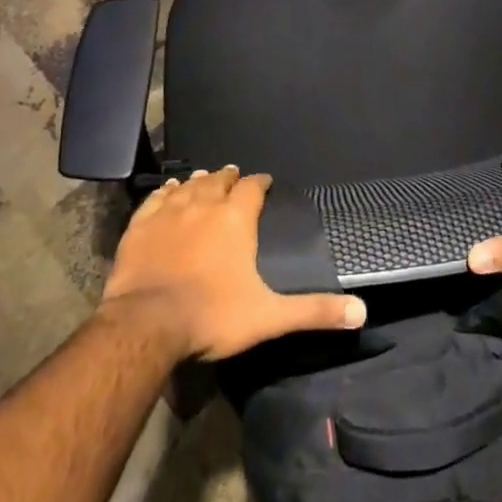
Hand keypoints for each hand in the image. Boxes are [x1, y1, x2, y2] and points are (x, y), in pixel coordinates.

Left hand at [99, 166, 366, 360]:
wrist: (146, 325)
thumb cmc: (212, 316)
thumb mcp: (269, 316)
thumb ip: (314, 311)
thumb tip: (361, 313)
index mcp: (236, 219)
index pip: (253, 187)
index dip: (260, 182)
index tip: (265, 181)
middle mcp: (204, 205)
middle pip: (219, 180)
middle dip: (229, 177)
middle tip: (234, 176)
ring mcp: (168, 213)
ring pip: (188, 186)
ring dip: (200, 181)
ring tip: (205, 177)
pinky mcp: (140, 227)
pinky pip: (156, 199)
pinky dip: (166, 192)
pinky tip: (169, 191)